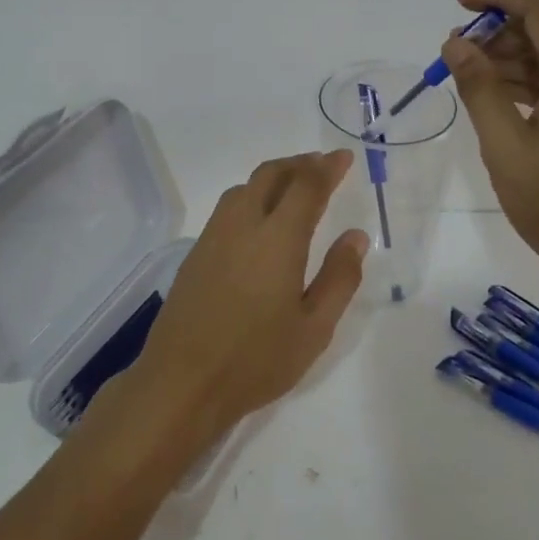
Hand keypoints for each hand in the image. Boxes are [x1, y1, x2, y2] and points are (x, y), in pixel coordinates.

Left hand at [109, 151, 367, 454]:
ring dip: (273, 177)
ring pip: (245, 187)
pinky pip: (228, 207)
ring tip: (294, 187)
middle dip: (299, 164)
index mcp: (278, 238)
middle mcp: (243, 224)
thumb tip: (355, 236)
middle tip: (322, 166)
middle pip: (271, 174)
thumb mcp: (314, 329)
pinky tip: (260, 219)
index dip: (327, 167)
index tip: (343, 158)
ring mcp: (214, 236)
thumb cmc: (256, 360)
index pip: (306, 185)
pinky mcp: (196, 252)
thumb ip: (339, 278)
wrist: (182, 381)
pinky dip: (252, 196)